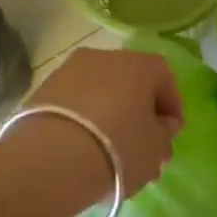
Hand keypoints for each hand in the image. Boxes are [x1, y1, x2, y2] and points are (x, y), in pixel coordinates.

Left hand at [30, 47, 183, 195]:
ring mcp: (70, 70)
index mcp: (139, 64)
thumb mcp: (155, 148)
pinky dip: (85, 121)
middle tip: (143, 151)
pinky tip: (85, 150)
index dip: (172, 107)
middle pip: (131, 85)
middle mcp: (105, 57)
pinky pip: (76, 104)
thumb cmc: (118, 148)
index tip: (171, 135)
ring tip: (112, 157)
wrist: (51, 159)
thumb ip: (165, 132)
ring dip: (111, 118)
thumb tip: (162, 123)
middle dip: (140, 117)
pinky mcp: (44, 89)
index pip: (164, 77)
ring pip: (102, 94)